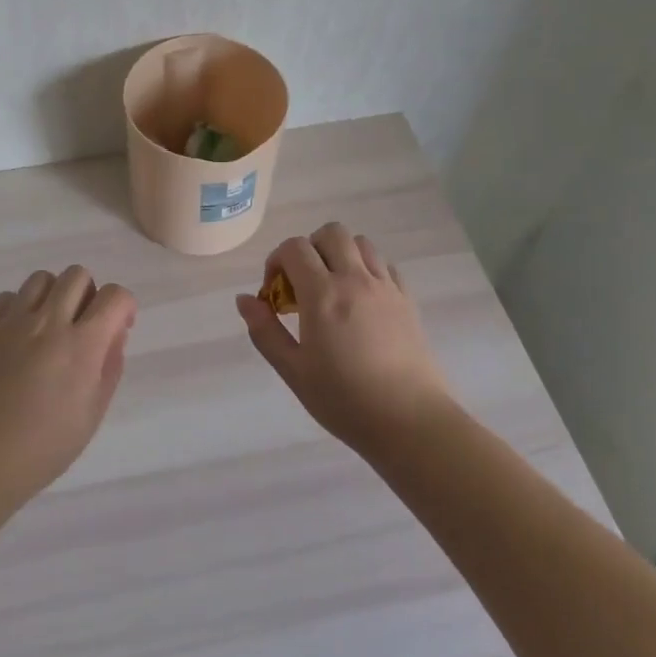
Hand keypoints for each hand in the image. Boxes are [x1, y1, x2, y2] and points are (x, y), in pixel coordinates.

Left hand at [0, 265, 134, 516]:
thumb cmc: (40, 451)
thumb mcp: (90, 416)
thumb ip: (109, 368)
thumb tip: (114, 335)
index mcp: (81, 346)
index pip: (114, 296)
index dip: (124, 306)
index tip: (118, 328)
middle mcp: (48, 322)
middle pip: (77, 275)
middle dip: (89, 295)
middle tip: (83, 327)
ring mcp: (11, 322)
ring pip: (42, 279)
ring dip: (55, 296)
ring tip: (50, 329)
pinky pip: (8, 296)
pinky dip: (20, 307)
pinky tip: (19, 337)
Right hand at [235, 223, 451, 455]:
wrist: (410, 423)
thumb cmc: (345, 400)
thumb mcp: (294, 371)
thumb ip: (265, 331)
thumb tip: (244, 299)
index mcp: (323, 294)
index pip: (294, 248)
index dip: (277, 261)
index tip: (275, 293)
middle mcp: (355, 279)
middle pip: (330, 233)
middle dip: (309, 249)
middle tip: (303, 285)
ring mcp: (386, 287)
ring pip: (361, 243)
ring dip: (340, 254)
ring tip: (333, 289)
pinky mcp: (407, 300)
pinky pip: (385, 265)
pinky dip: (367, 269)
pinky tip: (361, 301)